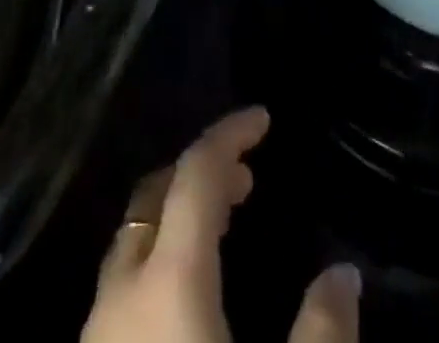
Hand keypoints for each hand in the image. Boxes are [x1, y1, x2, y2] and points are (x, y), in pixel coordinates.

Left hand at [81, 108, 359, 342]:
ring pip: (133, 242)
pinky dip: (158, 262)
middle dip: (200, 174)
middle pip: (154, 196)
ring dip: (177, 218)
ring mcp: (94, 335)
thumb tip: (344, 276)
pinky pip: (123, 287)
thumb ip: (322, 335)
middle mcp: (121, 293)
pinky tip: (187, 302)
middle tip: (249, 179)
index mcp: (168, 280)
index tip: (263, 117)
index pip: (195, 173)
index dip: (229, 134)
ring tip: (224, 228)